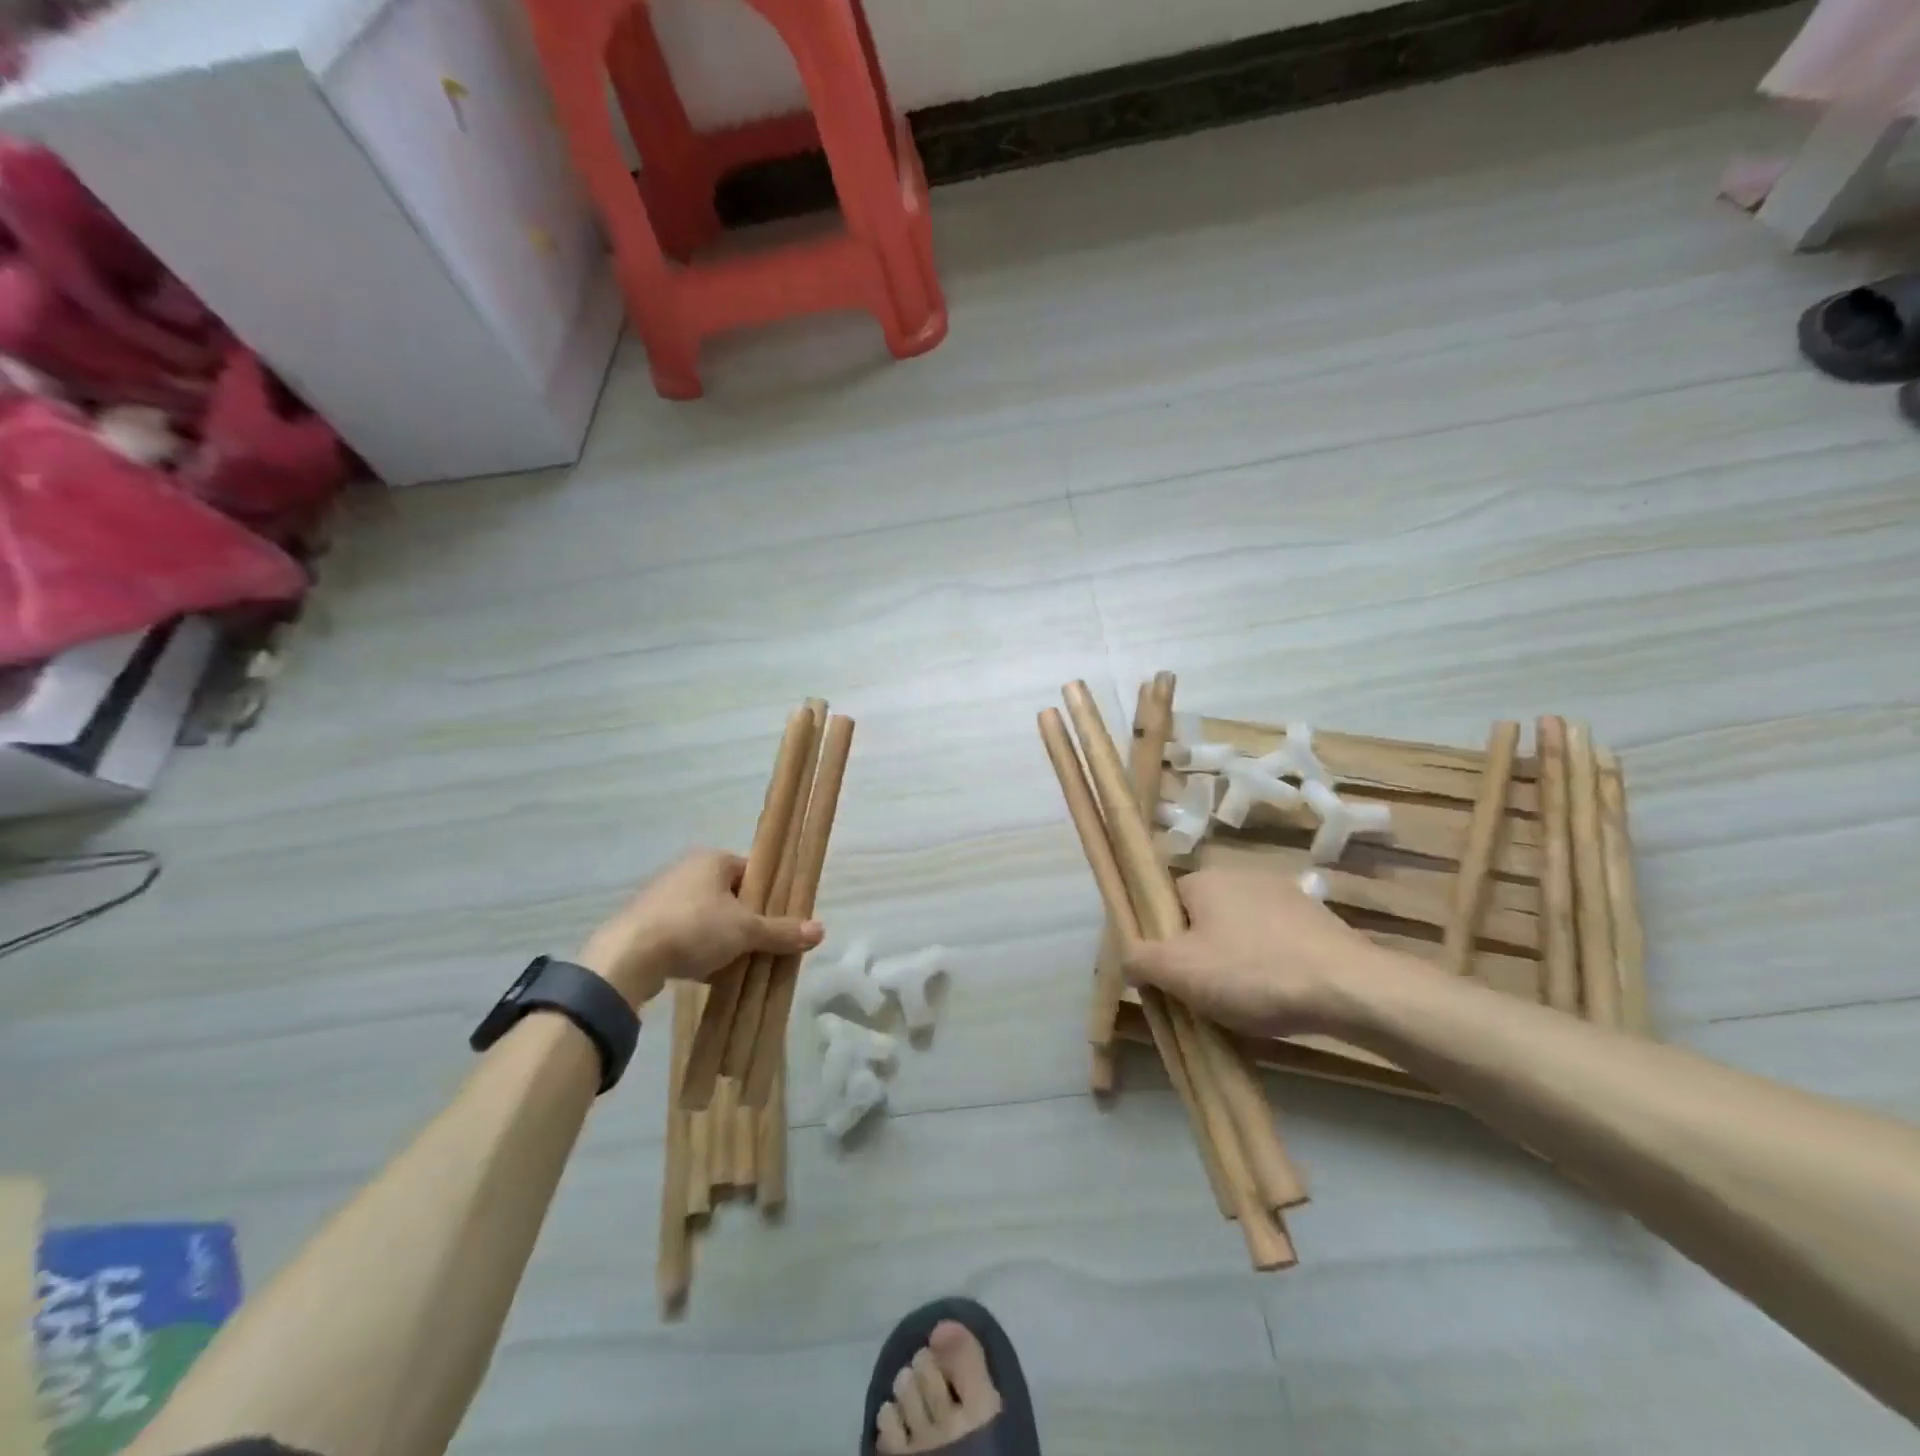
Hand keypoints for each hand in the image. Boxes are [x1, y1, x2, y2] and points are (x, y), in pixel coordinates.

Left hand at [577, 848, 824, 1008]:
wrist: (627, 958)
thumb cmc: (694, 929)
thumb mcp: (746, 931)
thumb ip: (782, 931)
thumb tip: (821, 930)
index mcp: (712, 859)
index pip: (753, 872)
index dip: (769, 897)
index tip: (779, 923)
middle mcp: (686, 870)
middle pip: (731, 896)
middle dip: (746, 923)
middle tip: (760, 946)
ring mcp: (662, 897)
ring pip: (707, 917)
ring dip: (722, 939)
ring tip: (736, 964)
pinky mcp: (645, 924)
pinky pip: (683, 934)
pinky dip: (698, 950)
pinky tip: (707, 974)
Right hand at [1123, 865, 1407, 1036]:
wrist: (1350, 989)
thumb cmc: (1252, 973)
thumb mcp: (1178, 972)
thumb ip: (1139, 958)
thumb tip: (1128, 955)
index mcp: (1205, 878)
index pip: (1166, 904)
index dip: (1163, 941)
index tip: (1172, 975)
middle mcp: (1242, 875)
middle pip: (1203, 918)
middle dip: (1201, 953)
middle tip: (1205, 994)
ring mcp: (1286, 895)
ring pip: (1242, 931)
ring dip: (1237, 960)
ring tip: (1246, 1001)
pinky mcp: (1319, 920)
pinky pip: (1277, 941)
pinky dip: (1272, 964)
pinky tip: (1280, 995)